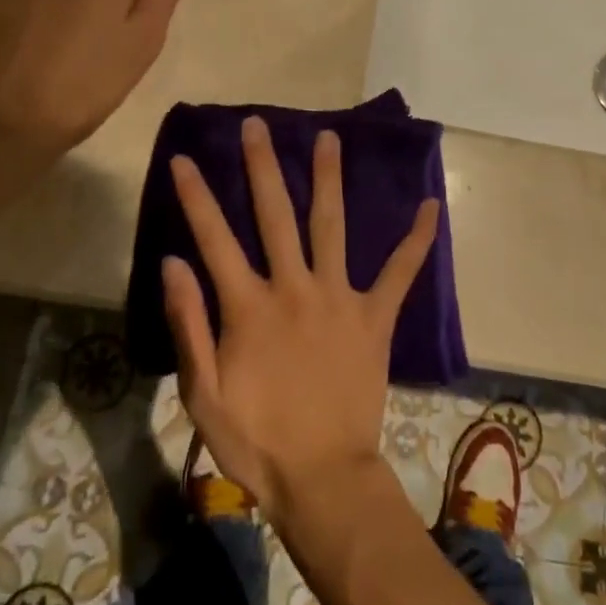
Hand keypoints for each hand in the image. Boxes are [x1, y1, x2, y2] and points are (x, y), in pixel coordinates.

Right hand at [162, 117, 437, 529]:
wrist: (323, 479)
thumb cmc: (256, 441)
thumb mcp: (203, 392)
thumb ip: (189, 323)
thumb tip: (173, 261)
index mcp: (249, 306)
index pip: (214, 238)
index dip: (197, 196)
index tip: (184, 157)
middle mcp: (294, 287)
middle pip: (275, 215)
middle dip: (263, 166)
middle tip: (258, 124)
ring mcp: (339, 298)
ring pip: (331, 225)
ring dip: (328, 179)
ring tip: (330, 138)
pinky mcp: (374, 317)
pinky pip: (400, 273)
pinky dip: (416, 240)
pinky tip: (432, 205)